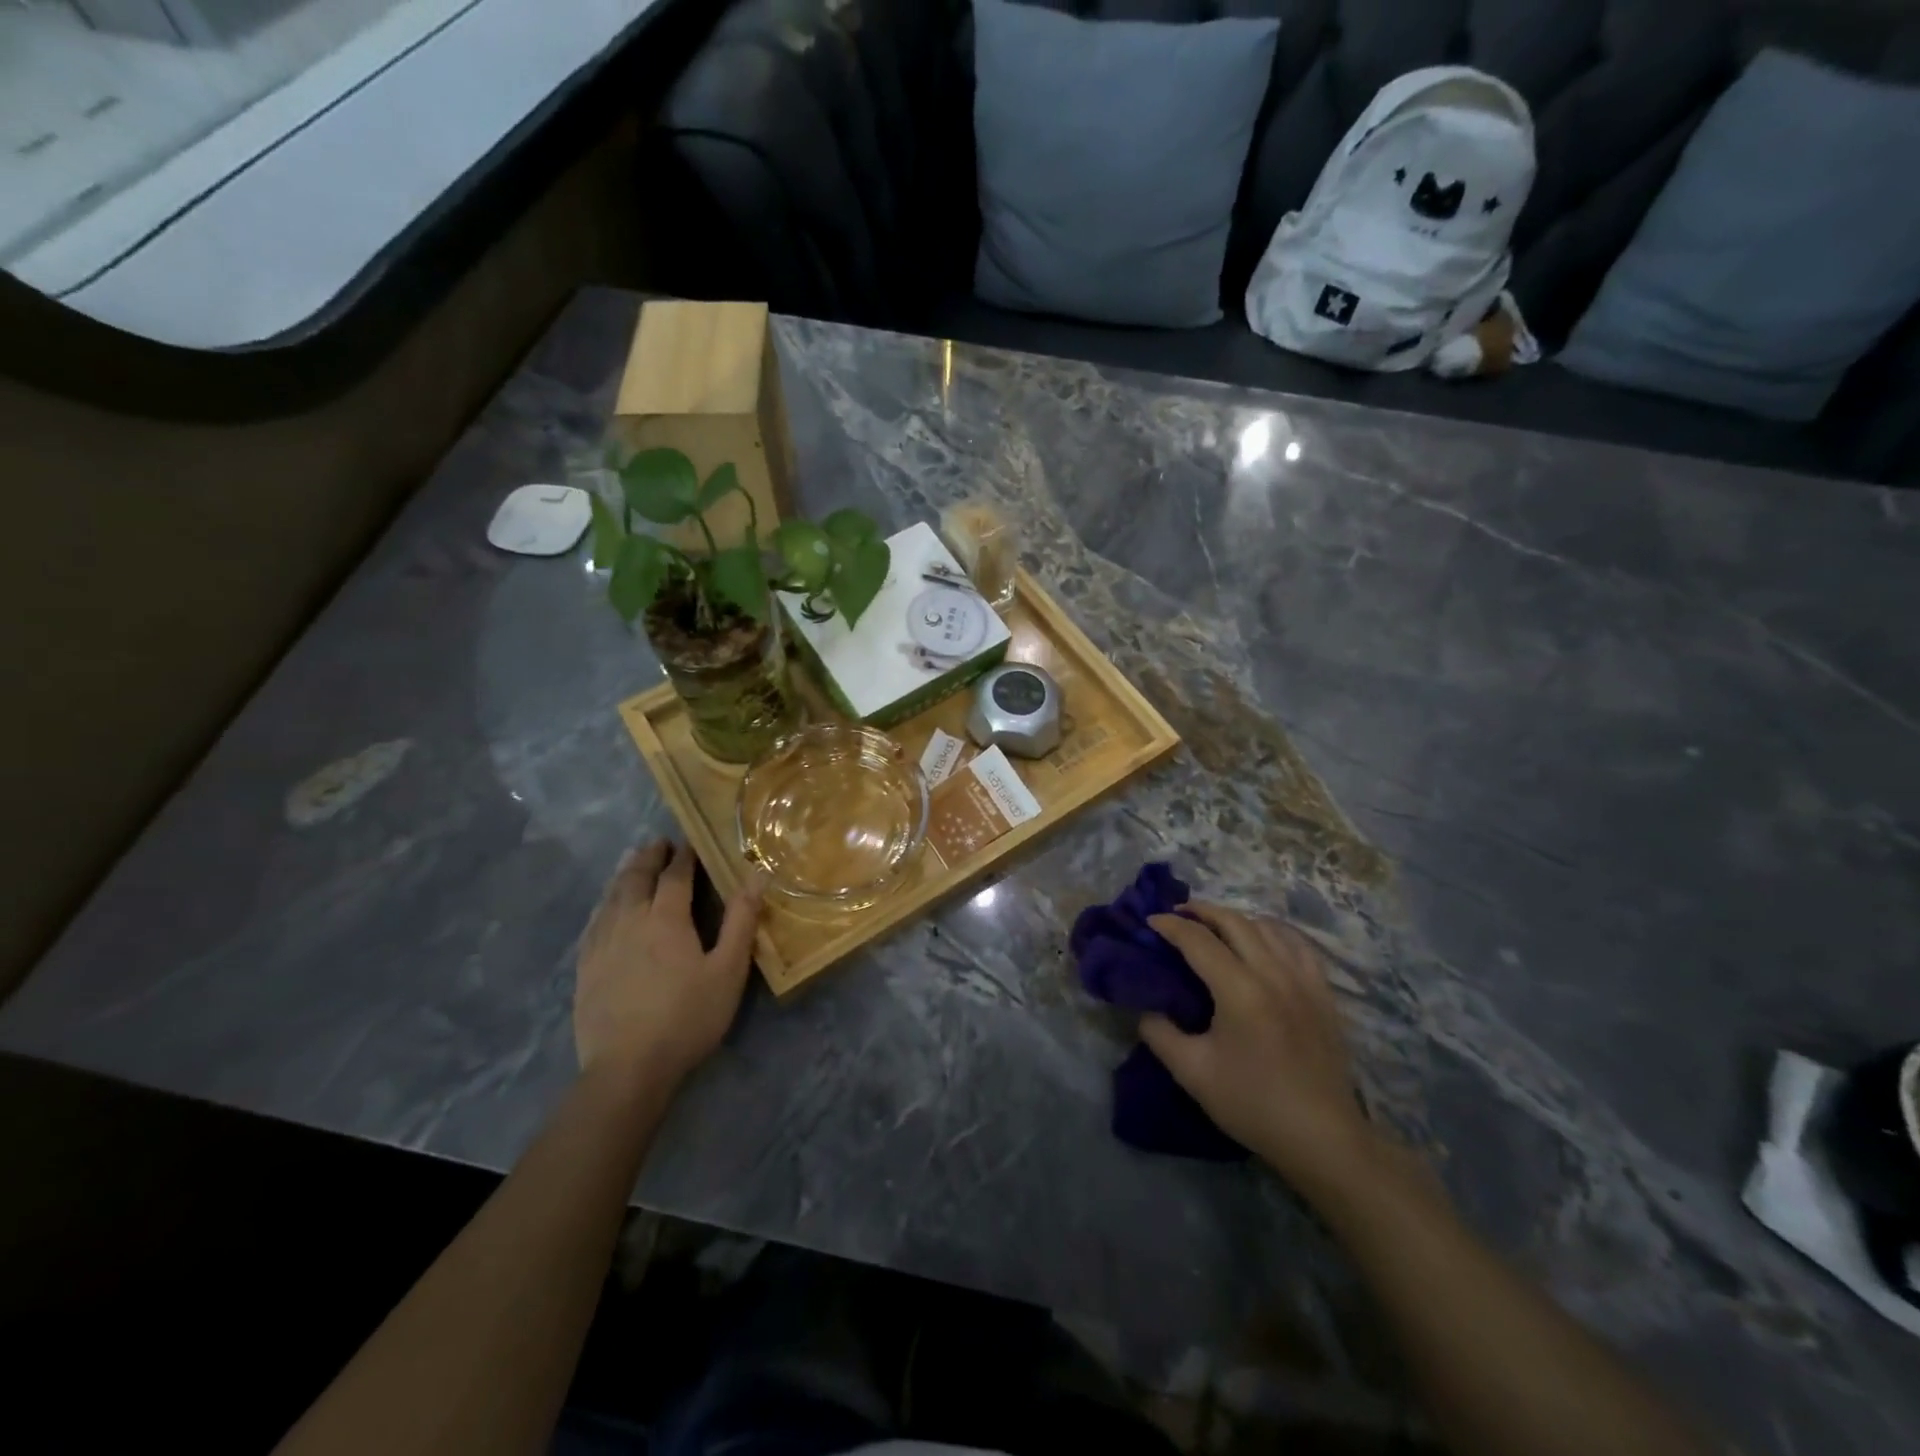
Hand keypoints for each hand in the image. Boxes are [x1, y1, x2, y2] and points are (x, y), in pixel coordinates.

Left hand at [574, 842, 762, 1089]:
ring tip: (632, 860)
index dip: (684, 856)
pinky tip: (605, 905)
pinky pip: (594, 920)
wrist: (627, 1068)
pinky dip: (604, 902)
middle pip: (637, 878)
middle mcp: (629, 920)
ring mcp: (602, 943)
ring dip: (625, 873)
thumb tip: (755, 877)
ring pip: (612, 895)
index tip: (690, 840)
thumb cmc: (687, 1017)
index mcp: (666, 918)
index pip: (675, 875)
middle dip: (650, 857)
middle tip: (659, 842)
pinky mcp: (585, 966)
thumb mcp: (728, 971)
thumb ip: (741, 921)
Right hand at [1144, 905, 1379, 1198]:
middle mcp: (1273, 973)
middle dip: (1201, 911)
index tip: (1149, 923)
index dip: (1170, 926)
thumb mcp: (1192, 1073)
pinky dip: (1274, 933)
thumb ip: (1160, 1033)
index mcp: (1239, 990)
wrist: (1322, 1138)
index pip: (1198, 940)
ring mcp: (1303, 980)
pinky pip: (1298, 945)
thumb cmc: (1253, 1104)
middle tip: (1176, 915)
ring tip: (1215, 926)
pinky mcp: (1323, 993)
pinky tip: (1264, 941)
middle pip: (1234, 921)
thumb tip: (1146, 1008)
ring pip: (1267, 927)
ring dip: (1235, 919)